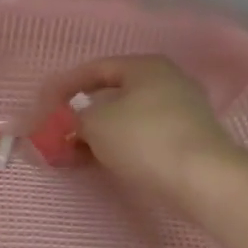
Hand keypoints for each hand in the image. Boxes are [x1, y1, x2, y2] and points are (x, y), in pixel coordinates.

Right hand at [32, 55, 241, 216]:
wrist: (204, 179)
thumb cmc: (145, 139)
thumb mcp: (96, 124)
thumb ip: (74, 120)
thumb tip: (69, 125)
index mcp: (146, 67)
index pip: (96, 69)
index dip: (65, 85)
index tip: (44, 105)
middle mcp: (166, 82)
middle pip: (113, 96)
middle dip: (81, 115)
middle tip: (57, 132)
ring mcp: (181, 113)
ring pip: (126, 119)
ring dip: (97, 135)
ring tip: (73, 153)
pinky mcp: (186, 141)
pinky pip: (141, 138)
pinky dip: (118, 147)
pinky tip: (101, 162)